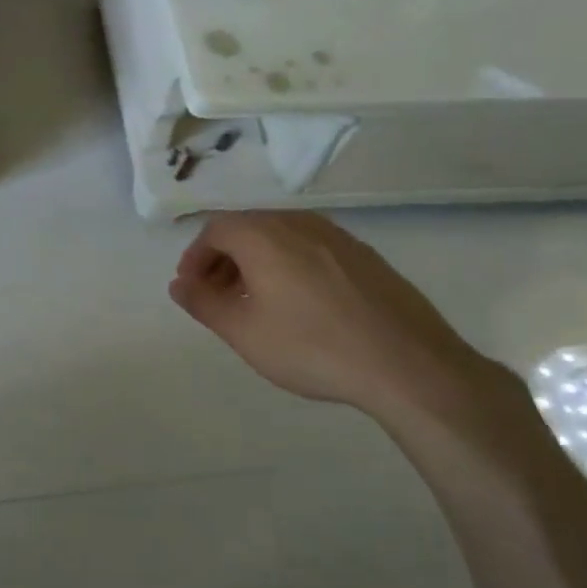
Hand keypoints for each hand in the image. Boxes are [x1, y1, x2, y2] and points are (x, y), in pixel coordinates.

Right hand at [169, 212, 506, 423]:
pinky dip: (289, 265)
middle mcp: (299, 223)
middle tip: (217, 298)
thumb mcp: (243, 332)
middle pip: (248, 228)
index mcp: (264, 235)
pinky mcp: (364, 255)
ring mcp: (337, 236)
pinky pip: (311, 248)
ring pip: (281, 237)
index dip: (196, 257)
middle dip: (223, 260)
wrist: (407, 364)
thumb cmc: (312, 347)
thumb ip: (203, 303)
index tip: (192, 289)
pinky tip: (299, 305)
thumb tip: (179, 284)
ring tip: (255, 303)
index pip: (215, 229)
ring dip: (256, 262)